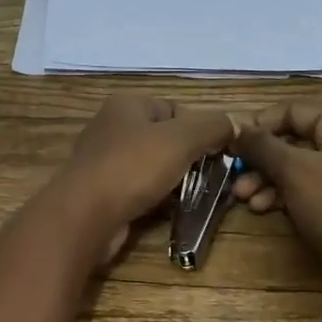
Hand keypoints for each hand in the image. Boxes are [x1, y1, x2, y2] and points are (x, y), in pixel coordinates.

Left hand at [56, 94, 237, 266]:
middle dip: (190, 158)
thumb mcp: (182, 138)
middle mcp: (112, 128)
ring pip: (154, 167)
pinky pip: (140, 191)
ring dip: (176, 181)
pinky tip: (170, 211)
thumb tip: (235, 124)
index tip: (219, 152)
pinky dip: (157, 200)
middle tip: (212, 177)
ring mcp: (105, 162)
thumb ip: (213, 126)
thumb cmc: (133, 167)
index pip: (175, 109)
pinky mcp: (103, 193)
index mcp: (127, 105)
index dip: (200, 129)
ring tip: (196, 196)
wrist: (85, 215)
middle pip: (165, 139)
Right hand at [233, 103, 321, 301]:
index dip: (258, 127)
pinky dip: (283, 196)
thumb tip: (236, 127)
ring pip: (295, 168)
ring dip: (266, 181)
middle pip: (291, 141)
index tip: (230, 146)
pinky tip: (262, 209)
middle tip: (233, 177)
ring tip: (243, 198)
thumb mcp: (295, 169)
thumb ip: (261, 145)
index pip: (290, 111)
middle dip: (259, 160)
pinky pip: (306, 190)